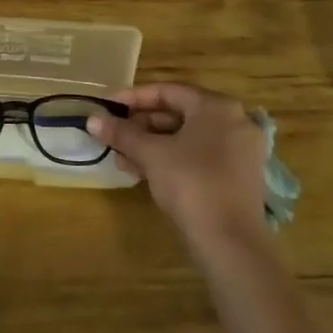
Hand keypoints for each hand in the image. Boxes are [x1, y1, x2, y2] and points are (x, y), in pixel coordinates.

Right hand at [88, 83, 269, 244]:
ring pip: (187, 137)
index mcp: (217, 107)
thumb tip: (92, 119)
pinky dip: (171, 158)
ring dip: (152, 144)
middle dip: (141, 125)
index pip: (168, 91)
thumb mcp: (150, 154)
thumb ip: (121, 133)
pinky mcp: (238, 176)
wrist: (230, 241)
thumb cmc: (190, 183)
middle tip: (113, 135)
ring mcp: (240, 150)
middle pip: (178, 114)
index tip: (108, 107)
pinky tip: (143, 172)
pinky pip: (199, 155)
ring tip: (122, 158)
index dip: (133, 98)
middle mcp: (234, 121)